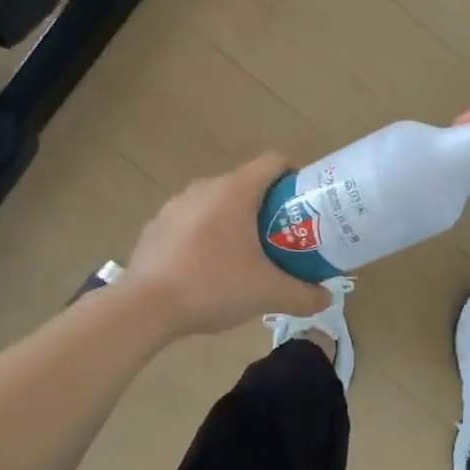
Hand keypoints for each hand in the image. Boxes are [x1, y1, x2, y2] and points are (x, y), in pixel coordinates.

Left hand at [123, 152, 331, 335]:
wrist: (144, 308)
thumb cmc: (212, 286)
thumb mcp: (267, 293)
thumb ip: (303, 295)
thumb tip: (326, 299)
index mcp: (235, 190)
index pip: (274, 162)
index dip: (294, 177)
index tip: (304, 205)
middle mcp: (205, 187)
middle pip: (247, 184)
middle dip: (267, 207)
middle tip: (281, 238)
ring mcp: (176, 204)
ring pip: (217, 202)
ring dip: (235, 221)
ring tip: (244, 256)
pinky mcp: (156, 225)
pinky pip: (191, 220)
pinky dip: (205, 234)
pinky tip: (206, 268)